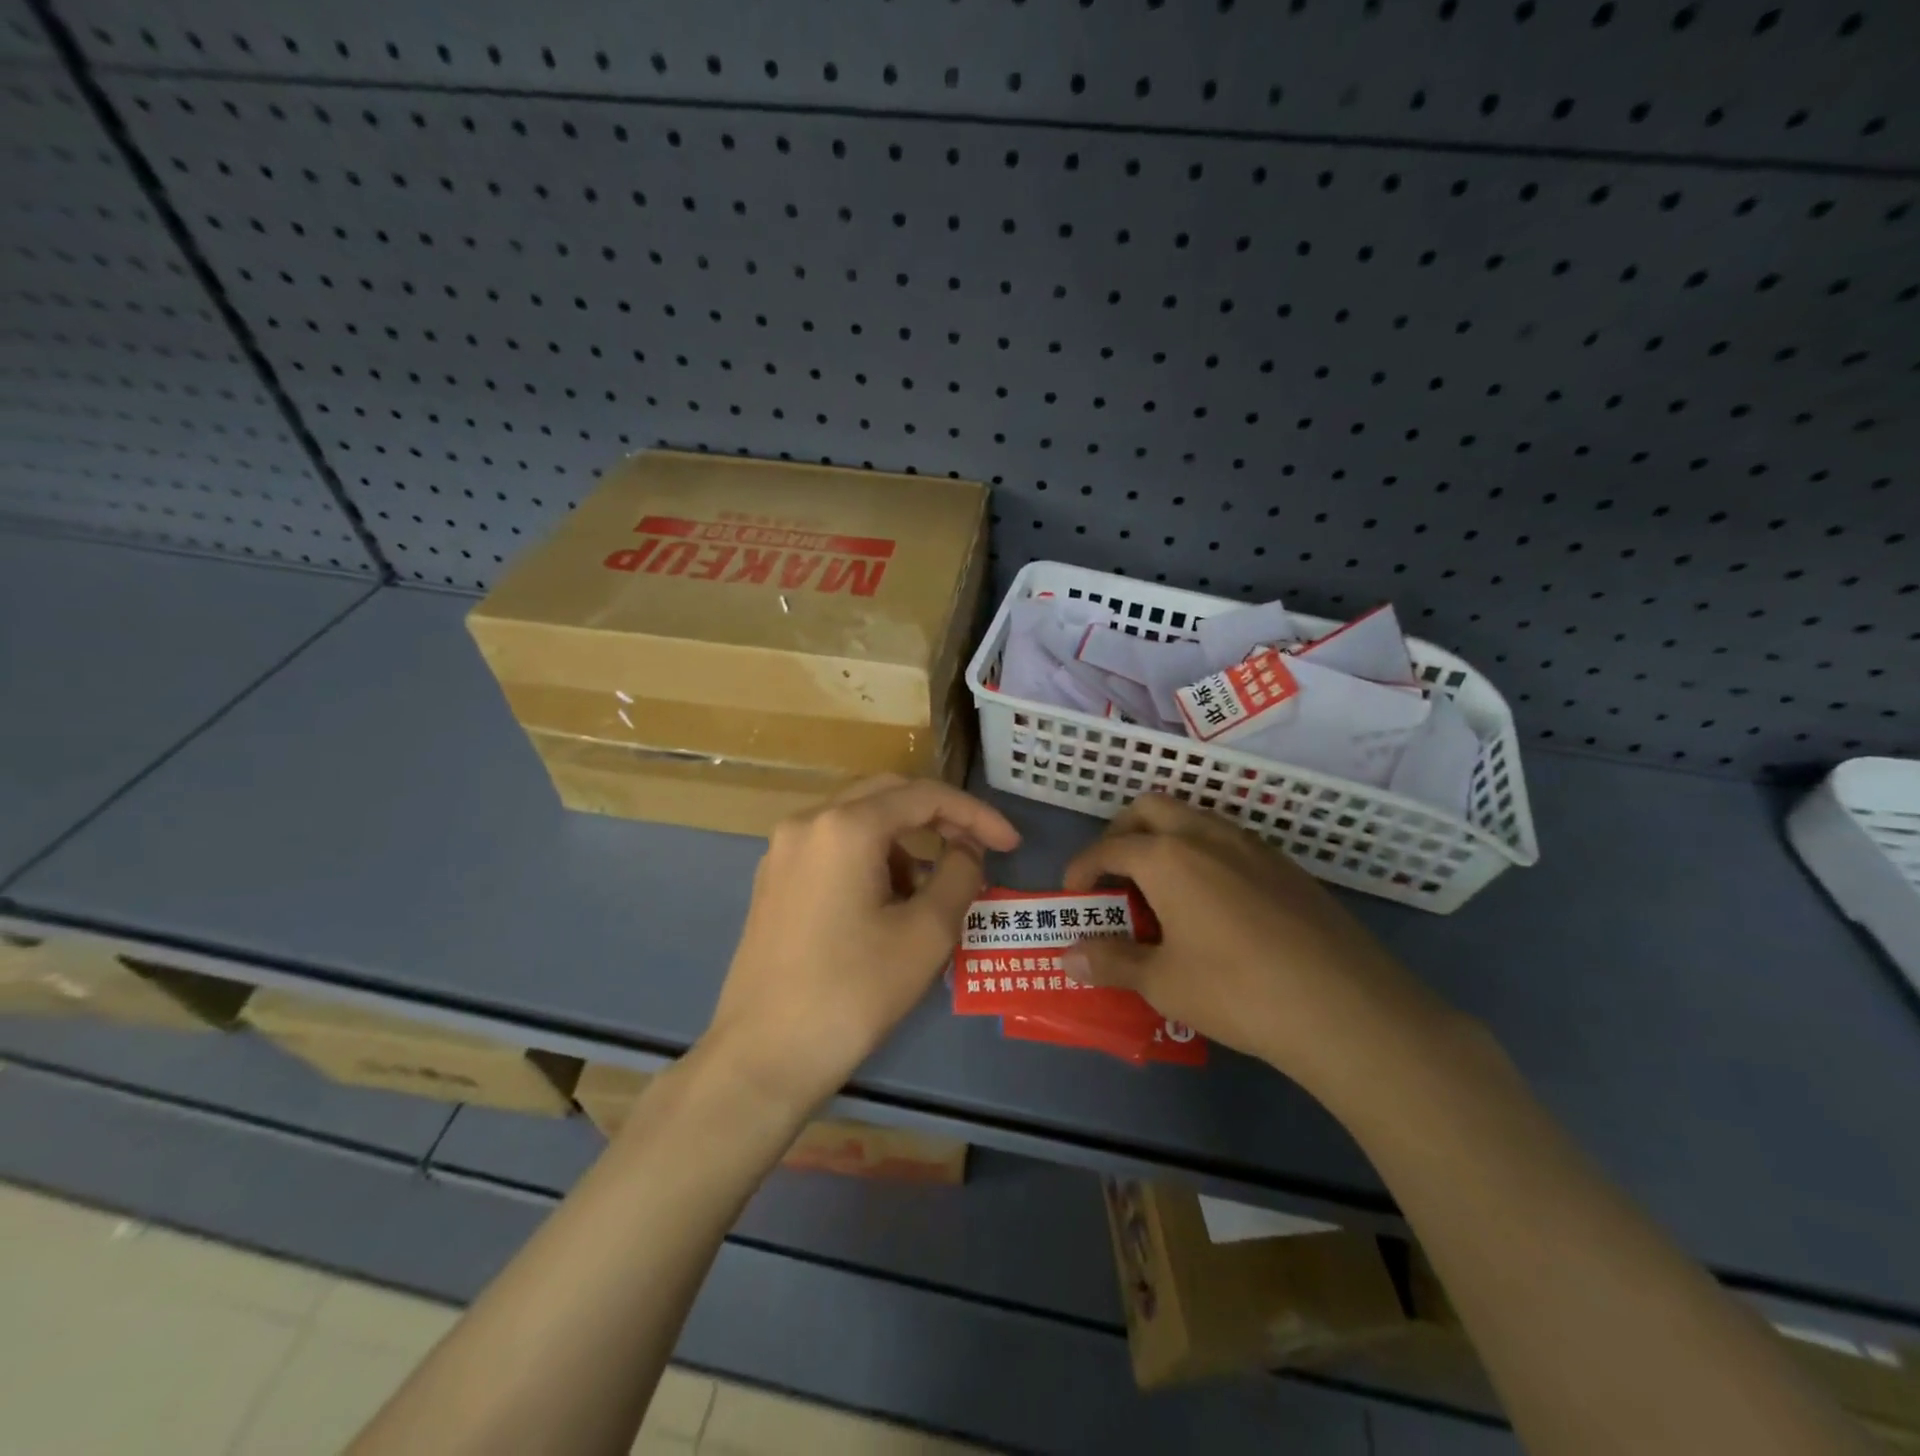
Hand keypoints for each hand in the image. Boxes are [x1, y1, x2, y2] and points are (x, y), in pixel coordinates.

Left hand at [705, 775, 1019, 1112]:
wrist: (763, 1056)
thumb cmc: (852, 993)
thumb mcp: (926, 934)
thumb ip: (959, 875)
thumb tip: (967, 850)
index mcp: (844, 827)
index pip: (924, 796)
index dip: (975, 815)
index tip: (1011, 844)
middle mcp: (807, 822)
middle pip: (887, 795)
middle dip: (938, 817)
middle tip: (976, 849)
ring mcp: (783, 850)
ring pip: (858, 820)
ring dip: (904, 841)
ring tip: (930, 890)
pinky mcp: (773, 879)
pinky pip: (833, 846)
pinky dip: (871, 857)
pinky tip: (887, 902)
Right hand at [1061, 794, 1447, 1092]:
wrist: (1345, 1008)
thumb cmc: (1236, 990)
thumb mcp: (1162, 982)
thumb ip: (1110, 961)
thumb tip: (1068, 954)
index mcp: (1167, 856)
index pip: (1108, 848)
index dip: (1082, 868)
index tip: (1074, 894)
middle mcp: (1205, 834)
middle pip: (1149, 808)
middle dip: (1121, 833)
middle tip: (1115, 876)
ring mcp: (1251, 844)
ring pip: (1193, 818)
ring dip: (1165, 839)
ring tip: (1162, 891)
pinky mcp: (1285, 865)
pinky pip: (1228, 841)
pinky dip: (1203, 855)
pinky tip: (1214, 904)